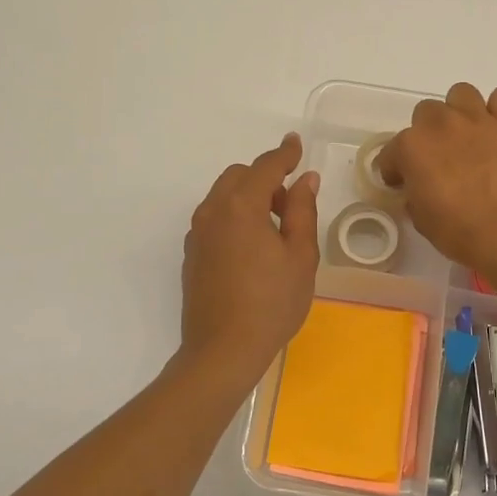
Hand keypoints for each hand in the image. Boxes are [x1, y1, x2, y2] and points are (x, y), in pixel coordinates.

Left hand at [179, 133, 320, 387]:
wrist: (222, 351)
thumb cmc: (271, 303)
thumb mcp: (301, 256)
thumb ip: (303, 211)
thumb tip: (305, 180)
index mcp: (242, 205)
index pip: (266, 167)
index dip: (285, 154)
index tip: (296, 144)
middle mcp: (213, 211)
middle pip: (239, 176)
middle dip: (265, 178)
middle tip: (291, 204)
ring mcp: (197, 233)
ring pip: (223, 196)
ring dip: (248, 197)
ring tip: (274, 228)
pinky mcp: (191, 254)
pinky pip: (214, 218)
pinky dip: (233, 216)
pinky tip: (251, 247)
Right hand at [378, 83, 496, 276]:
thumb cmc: (458, 231)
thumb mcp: (421, 219)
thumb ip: (415, 195)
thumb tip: (420, 190)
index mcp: (411, 147)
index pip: (392, 152)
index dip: (395, 169)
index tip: (402, 182)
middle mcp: (441, 124)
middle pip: (426, 112)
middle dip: (428, 134)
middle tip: (439, 158)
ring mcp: (478, 119)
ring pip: (461, 93)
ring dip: (460, 112)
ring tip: (468, 137)